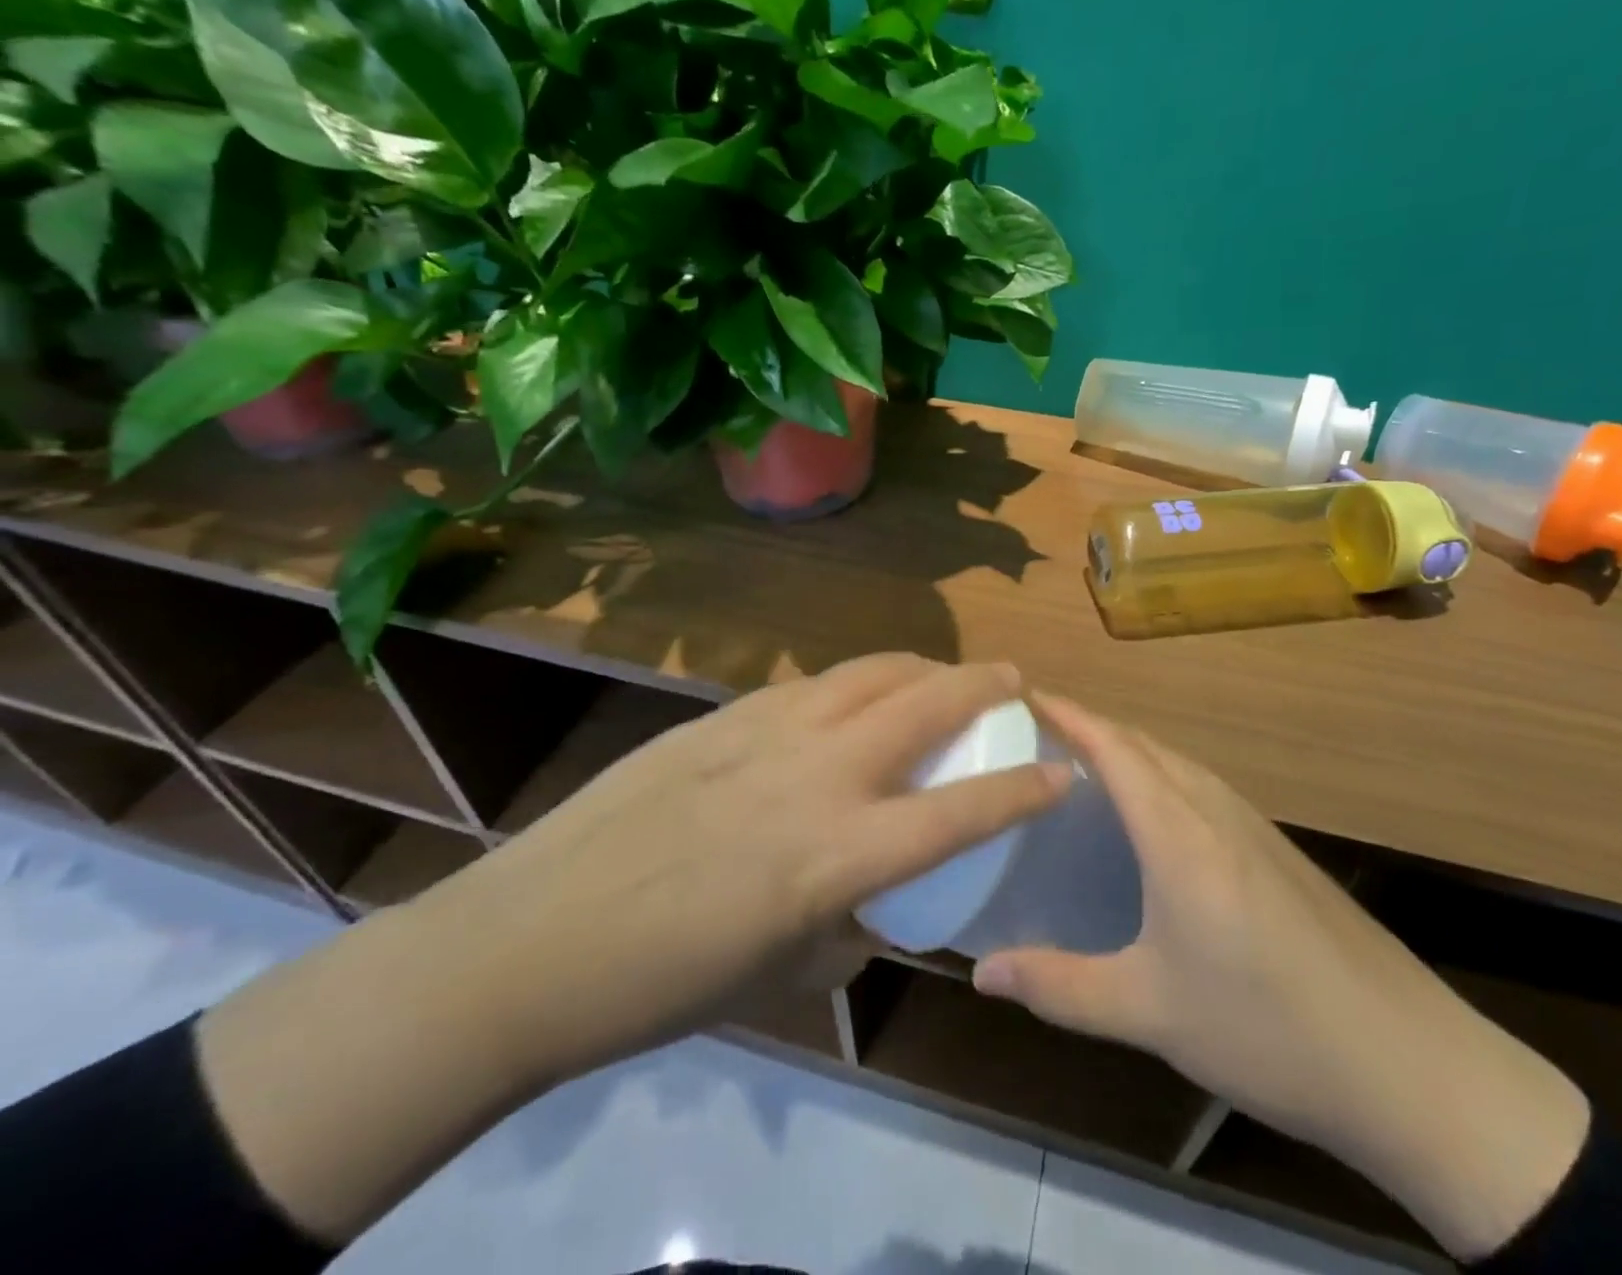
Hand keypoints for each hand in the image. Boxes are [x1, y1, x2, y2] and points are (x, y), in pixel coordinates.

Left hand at [428, 653, 1070, 1084]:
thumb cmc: (662, 983)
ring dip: (920, 667)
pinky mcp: (722, 714)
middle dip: (982, 685)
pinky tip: (853, 697)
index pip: (959, 812)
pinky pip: (813, 684)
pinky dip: (855, 681)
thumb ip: (848, 927)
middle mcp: (815, 773)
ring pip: (868, 672)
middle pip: (922, 704)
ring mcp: (765, 730)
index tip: (1061, 771)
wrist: (531, 938)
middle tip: (1012, 681)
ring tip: (942, 673)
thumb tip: (880, 902)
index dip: (1022, 789)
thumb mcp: (780, 975)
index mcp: (835, 854)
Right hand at [971, 694, 1589, 1261]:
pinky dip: (1159, 777)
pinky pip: (1201, 788)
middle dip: (1089, 726)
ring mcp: (1254, 828)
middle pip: (1143, 745)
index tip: (1022, 696)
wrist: (1412, 1066)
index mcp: (1179, 833)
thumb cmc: (1267, 1030)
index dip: (1067, 714)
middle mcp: (1216, 811)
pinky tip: (1150, 818)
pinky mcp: (1278, 851)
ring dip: (1127, 749)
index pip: (1113, 747)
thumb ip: (1059, 987)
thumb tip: (981, 972)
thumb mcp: (1149, 1012)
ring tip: (1081, 765)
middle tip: (1036, 733)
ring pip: (1176, 763)